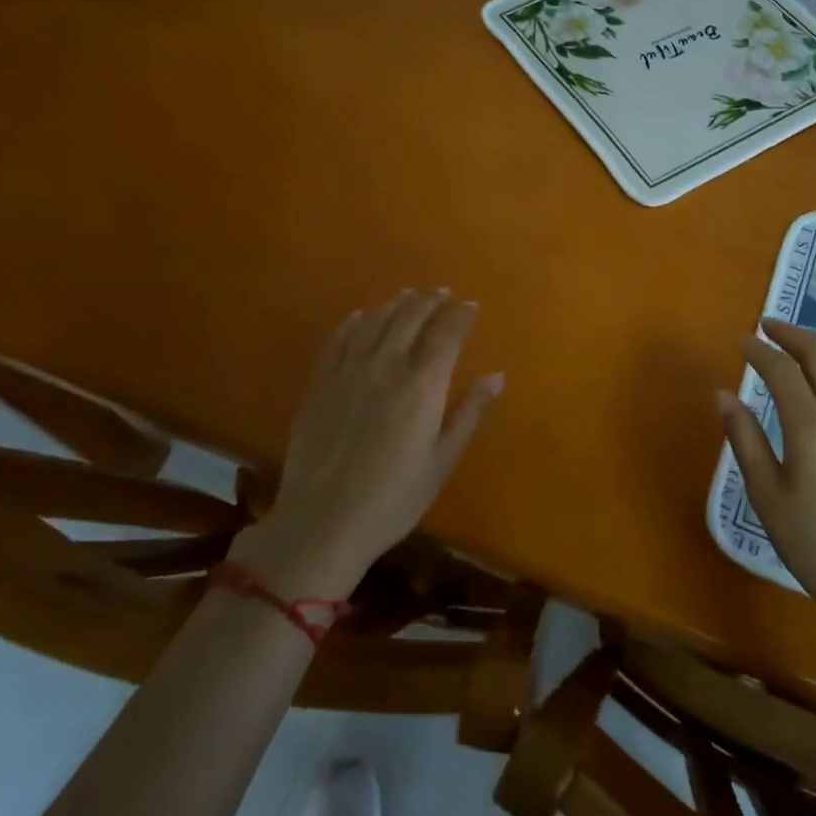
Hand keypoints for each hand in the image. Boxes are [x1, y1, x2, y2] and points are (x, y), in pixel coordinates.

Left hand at [233, 289, 503, 597]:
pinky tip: (360, 317)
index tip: (471, 306)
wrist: (323, 522)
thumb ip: (469, 414)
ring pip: (374, 323)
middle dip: (429, 301)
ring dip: (394, 305)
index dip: (461, 316)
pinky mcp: (319, 385)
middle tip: (441, 293)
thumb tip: (496, 377)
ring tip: (407, 296)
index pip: (447, 335)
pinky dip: (352, 324)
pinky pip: (337, 342)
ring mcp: (348, 372)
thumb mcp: (442, 461)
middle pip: (410, 319)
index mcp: (423, 385)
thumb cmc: (394, 498)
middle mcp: (387, 366)